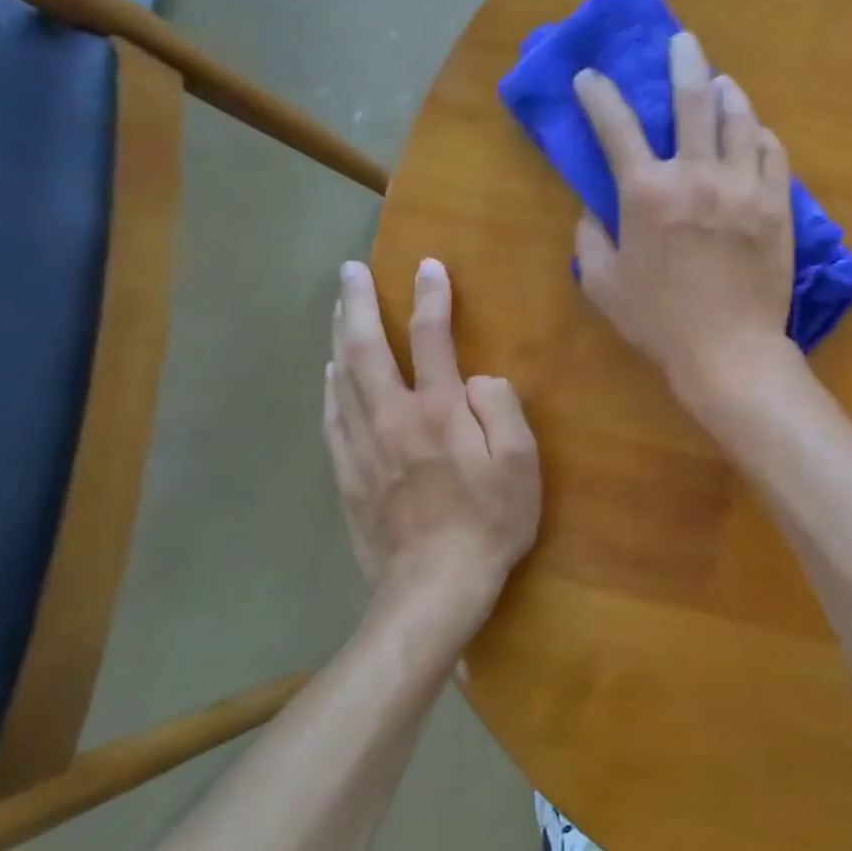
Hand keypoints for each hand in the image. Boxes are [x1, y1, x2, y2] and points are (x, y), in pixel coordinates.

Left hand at [324, 258, 540, 629]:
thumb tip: (477, 379)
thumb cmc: (491, 521)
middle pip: (367, 349)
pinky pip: (332, 418)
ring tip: (337, 308)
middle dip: (359, 304)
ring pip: (342, 378)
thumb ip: (502, 408)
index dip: (432, 297)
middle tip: (350, 270)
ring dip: (339, 336)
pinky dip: (329, 387)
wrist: (434, 585)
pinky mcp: (347, 474)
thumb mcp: (522, 462)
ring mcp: (363, 446)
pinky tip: (329, 373)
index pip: (433, 338)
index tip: (428, 265)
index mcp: (440, 410)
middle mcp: (394, 417)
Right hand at [573, 32, 801, 409]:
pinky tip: (755, 134)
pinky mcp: (777, 205)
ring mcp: (744, 187)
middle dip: (682, 61)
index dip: (598, 94)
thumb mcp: (604, 285)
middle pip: (692, 99)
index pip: (616, 125)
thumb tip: (591, 209)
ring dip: (728, 93)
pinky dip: (761, 137)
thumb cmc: (660, 323)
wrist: (729, 351)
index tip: (590, 77)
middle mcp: (697, 176)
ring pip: (741, 119)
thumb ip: (589, 240)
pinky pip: (773, 154)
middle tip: (682, 42)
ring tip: (722, 84)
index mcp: (647, 192)